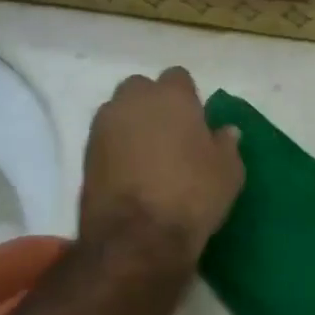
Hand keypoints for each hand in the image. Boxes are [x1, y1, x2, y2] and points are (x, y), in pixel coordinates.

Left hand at [80, 68, 244, 261]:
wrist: (137, 237)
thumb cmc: (193, 194)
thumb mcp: (228, 171)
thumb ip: (226, 144)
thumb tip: (226, 131)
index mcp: (171, 96)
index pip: (178, 77)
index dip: (188, 97)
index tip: (197, 120)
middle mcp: (132, 101)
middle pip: (142, 89)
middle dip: (154, 104)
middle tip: (172, 133)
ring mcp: (103, 127)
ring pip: (120, 113)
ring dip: (134, 126)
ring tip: (151, 155)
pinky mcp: (85, 155)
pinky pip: (107, 140)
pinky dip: (118, 149)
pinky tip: (134, 172)